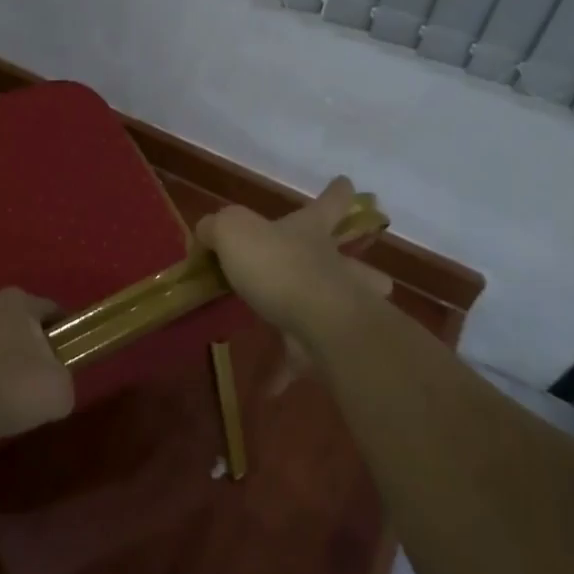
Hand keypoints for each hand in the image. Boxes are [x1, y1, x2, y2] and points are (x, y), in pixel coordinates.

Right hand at [197, 178, 392, 364]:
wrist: (315, 320)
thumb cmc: (276, 265)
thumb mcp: (232, 231)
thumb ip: (216, 228)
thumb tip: (206, 234)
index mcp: (310, 232)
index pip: (329, 203)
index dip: (336, 192)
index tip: (346, 183)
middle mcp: (331, 266)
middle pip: (354, 263)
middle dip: (361, 268)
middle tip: (368, 273)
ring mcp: (335, 307)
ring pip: (342, 310)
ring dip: (333, 317)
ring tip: (316, 326)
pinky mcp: (325, 345)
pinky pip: (304, 359)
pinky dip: (289, 371)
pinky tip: (270, 389)